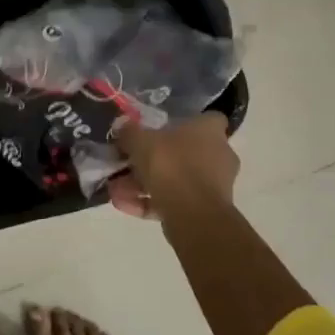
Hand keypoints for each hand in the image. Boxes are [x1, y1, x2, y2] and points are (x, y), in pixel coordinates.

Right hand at [108, 112, 238, 221]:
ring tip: (116, 190)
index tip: (161, 129)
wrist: (193, 215)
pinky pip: (174, 200)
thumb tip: (122, 126)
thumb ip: (130, 133)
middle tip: (127, 164)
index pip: (207, 119)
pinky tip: (124, 205)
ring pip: (175, 179)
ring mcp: (214, 185)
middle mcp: (218, 155)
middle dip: (153, 160)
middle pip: (183, 152)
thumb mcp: (141, 141)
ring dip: (145, 184)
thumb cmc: (172, 165)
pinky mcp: (205, 210)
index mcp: (210, 131)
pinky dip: (150, 202)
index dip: (185, 122)